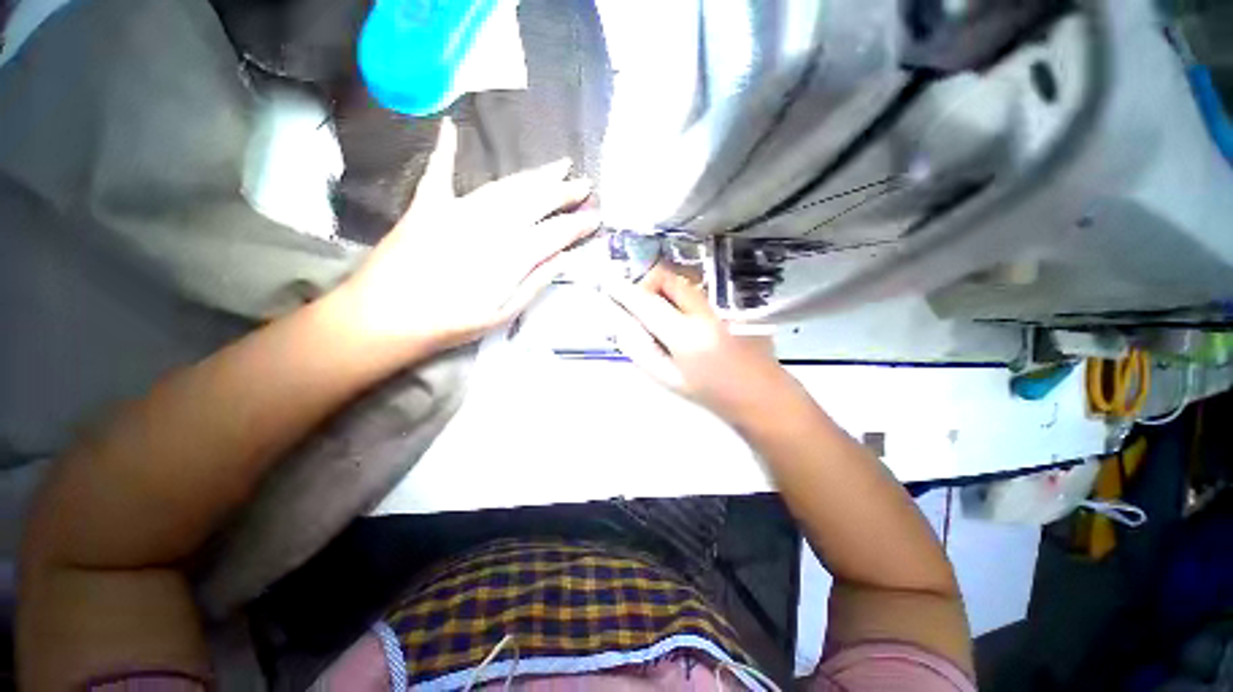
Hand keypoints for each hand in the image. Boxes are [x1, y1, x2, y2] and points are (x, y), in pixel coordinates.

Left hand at [341, 119, 599, 350]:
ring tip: (557, 166)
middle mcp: (489, 226)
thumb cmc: (449, 324)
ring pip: (505, 187)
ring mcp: (456, 211)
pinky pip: (440, 172)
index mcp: (509, 257)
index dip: (577, 225)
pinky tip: (452, 128)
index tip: (596, 217)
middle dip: (563, 192)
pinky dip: (446, 150)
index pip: (554, 234)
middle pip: (534, 202)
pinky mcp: (427, 206)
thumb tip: (562, 259)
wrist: (383, 318)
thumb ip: (533, 284)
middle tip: (584, 182)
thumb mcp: (501, 315)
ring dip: (533, 175)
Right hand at [605, 265, 799, 422]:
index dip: (625, 291)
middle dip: (650, 284)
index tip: (609, 282)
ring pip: (685, 283)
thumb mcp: (672, 380)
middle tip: (645, 306)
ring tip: (668, 316)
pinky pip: (700, 292)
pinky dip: (685, 298)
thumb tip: (623, 329)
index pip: (647, 304)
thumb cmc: (714, 394)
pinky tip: (693, 321)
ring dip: (668, 291)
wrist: (765, 395)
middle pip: (669, 279)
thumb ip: (643, 353)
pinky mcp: (735, 304)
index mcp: (686, 336)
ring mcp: (723, 306)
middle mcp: (704, 313)